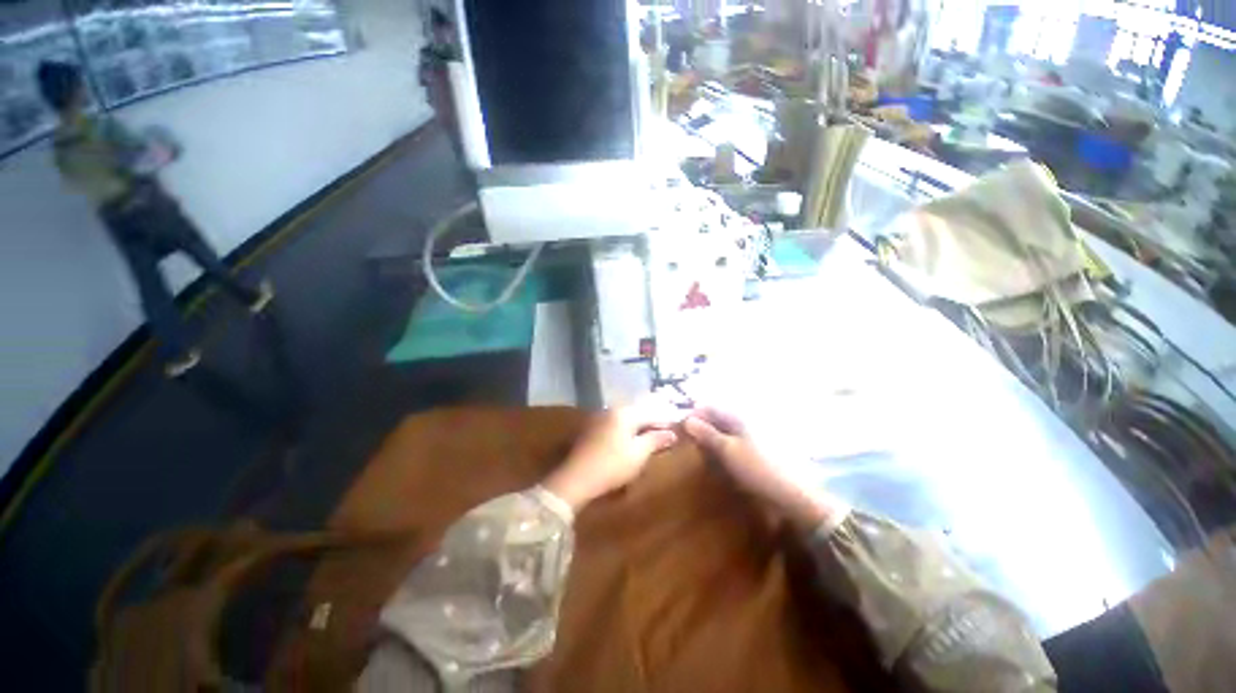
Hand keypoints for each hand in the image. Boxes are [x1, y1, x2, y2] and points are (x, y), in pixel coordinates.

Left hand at [543, 406, 678, 511]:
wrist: (575, 478)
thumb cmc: (612, 465)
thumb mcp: (638, 454)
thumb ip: (656, 440)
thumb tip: (672, 433)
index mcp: (625, 413)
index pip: (651, 413)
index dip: (665, 421)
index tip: (678, 429)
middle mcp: (612, 410)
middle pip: (638, 412)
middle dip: (652, 421)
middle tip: (666, 431)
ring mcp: (600, 418)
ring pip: (626, 417)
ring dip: (639, 425)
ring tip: (650, 435)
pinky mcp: (592, 429)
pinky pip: (615, 424)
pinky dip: (626, 429)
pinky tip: (630, 438)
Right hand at [683, 407, 845, 531]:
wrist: (791, 494)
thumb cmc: (756, 468)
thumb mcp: (727, 450)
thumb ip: (707, 434)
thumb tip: (687, 419)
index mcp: (738, 417)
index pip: (710, 407)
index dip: (694, 414)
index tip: (679, 426)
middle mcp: (744, 422)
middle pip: (716, 418)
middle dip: (700, 426)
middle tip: (687, 440)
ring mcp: (751, 436)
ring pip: (723, 431)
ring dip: (710, 438)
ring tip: (699, 451)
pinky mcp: (754, 451)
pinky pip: (732, 443)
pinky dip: (721, 448)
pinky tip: (717, 459)